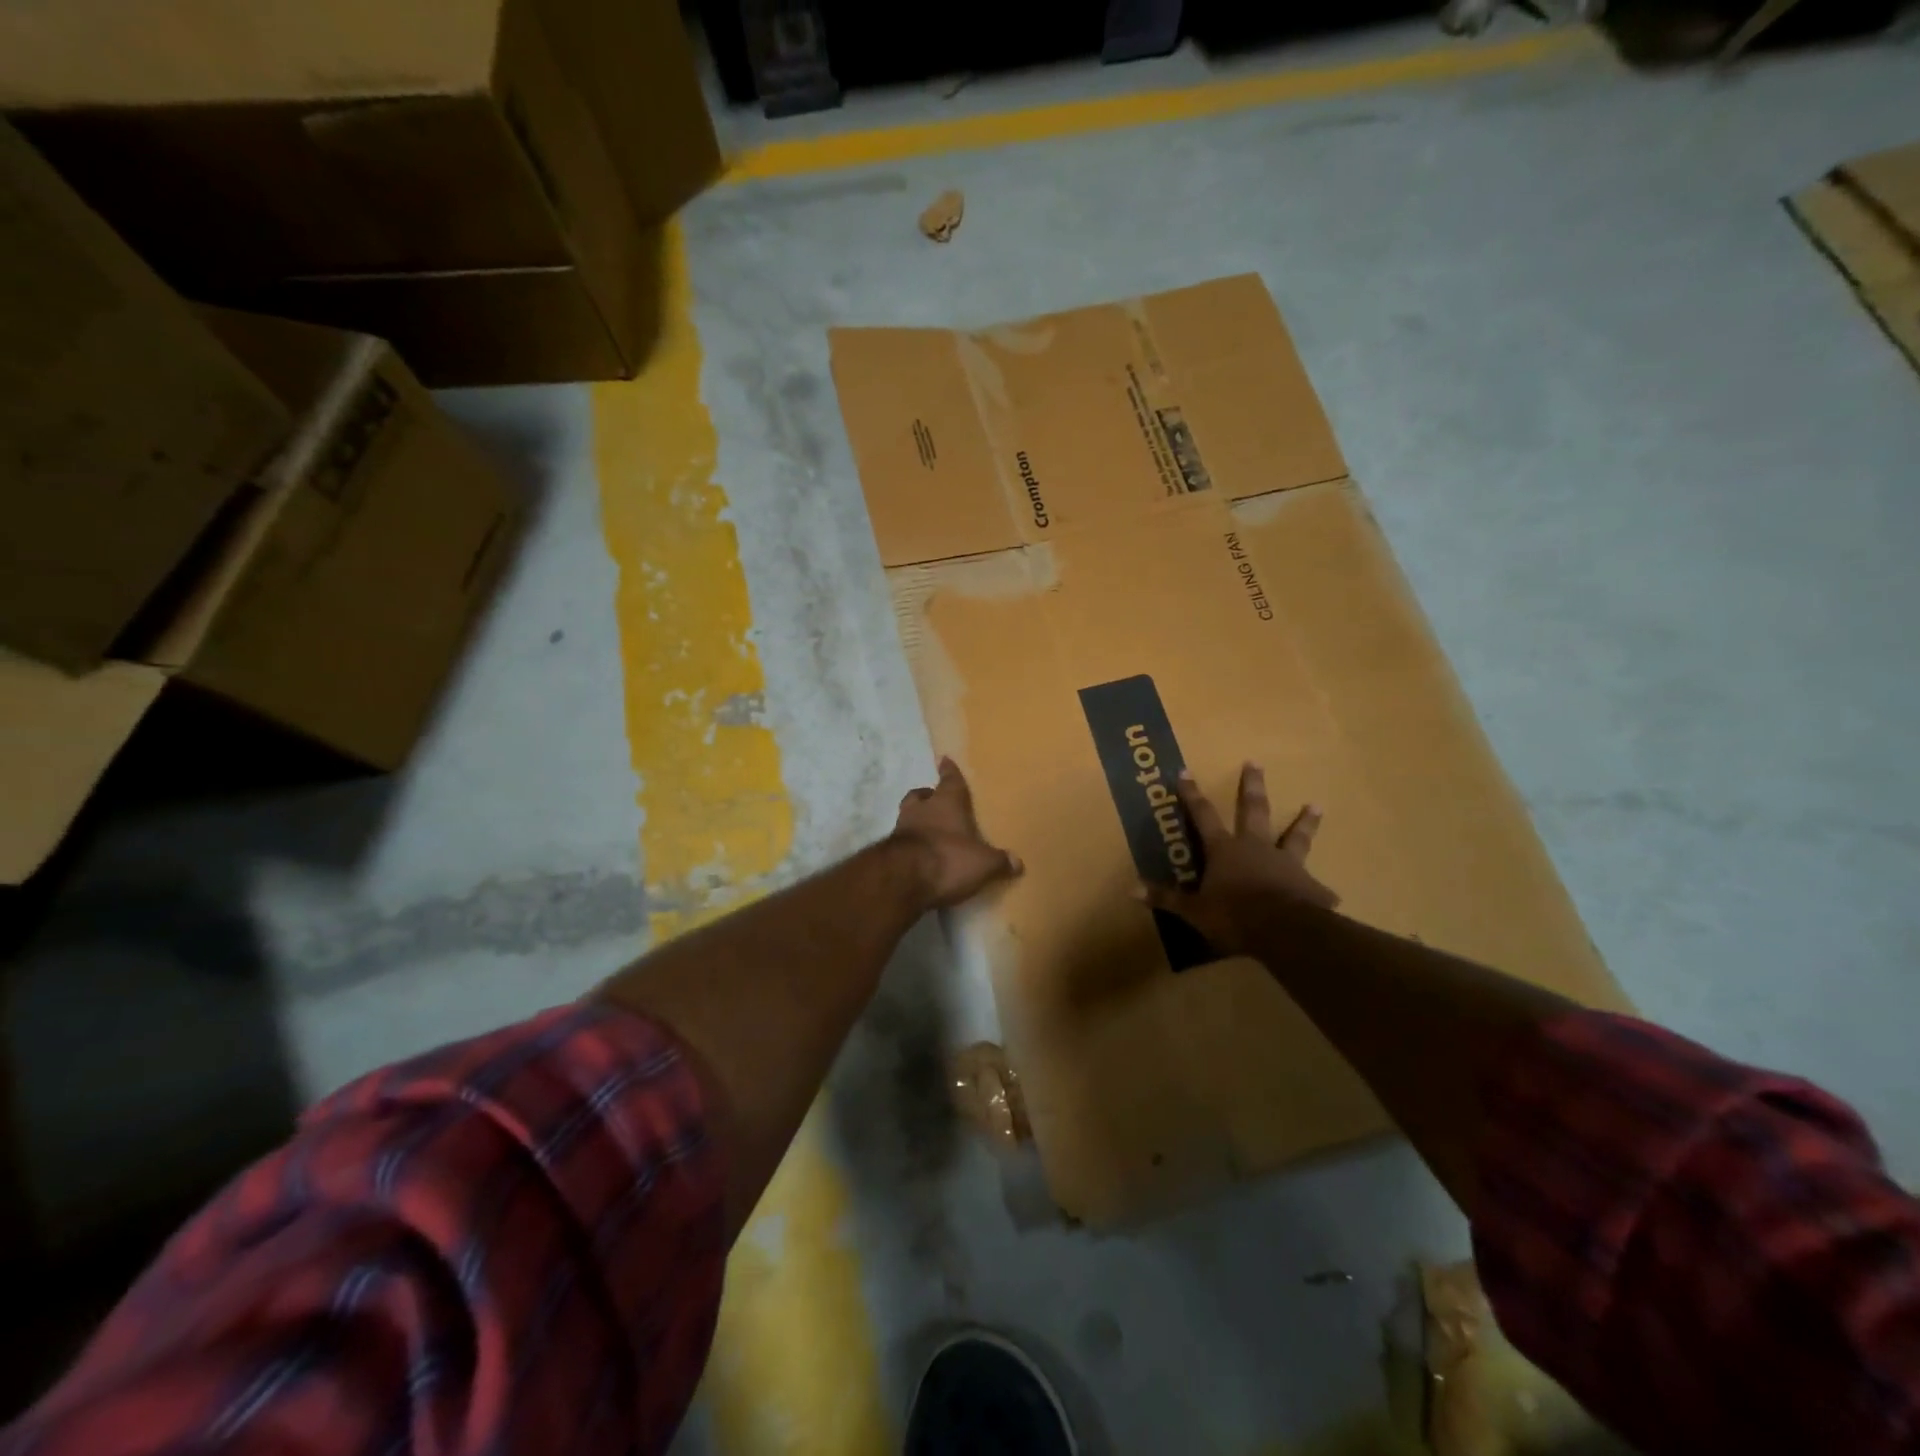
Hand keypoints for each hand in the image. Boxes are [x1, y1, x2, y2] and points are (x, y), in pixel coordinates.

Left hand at [892, 757, 1022, 908]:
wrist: (902, 880)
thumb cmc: (948, 859)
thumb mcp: (983, 864)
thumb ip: (999, 861)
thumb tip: (1017, 863)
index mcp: (947, 803)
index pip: (950, 780)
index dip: (949, 771)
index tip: (945, 759)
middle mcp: (921, 809)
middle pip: (921, 795)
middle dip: (928, 796)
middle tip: (935, 800)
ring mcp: (901, 829)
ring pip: (908, 816)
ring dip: (916, 820)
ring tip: (927, 830)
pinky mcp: (888, 851)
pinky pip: (901, 841)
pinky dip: (909, 845)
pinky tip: (918, 855)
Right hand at [1137, 764, 1337, 953]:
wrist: (1283, 931)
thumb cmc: (1233, 915)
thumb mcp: (1194, 910)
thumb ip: (1166, 898)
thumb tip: (1131, 889)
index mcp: (1224, 850)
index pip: (1203, 816)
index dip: (1192, 795)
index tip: (1186, 772)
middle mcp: (1255, 847)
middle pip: (1253, 810)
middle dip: (1252, 786)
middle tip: (1255, 762)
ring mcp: (1286, 863)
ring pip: (1295, 836)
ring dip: (1305, 821)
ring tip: (1316, 805)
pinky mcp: (1310, 886)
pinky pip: (1316, 887)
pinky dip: (1320, 891)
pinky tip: (1330, 895)